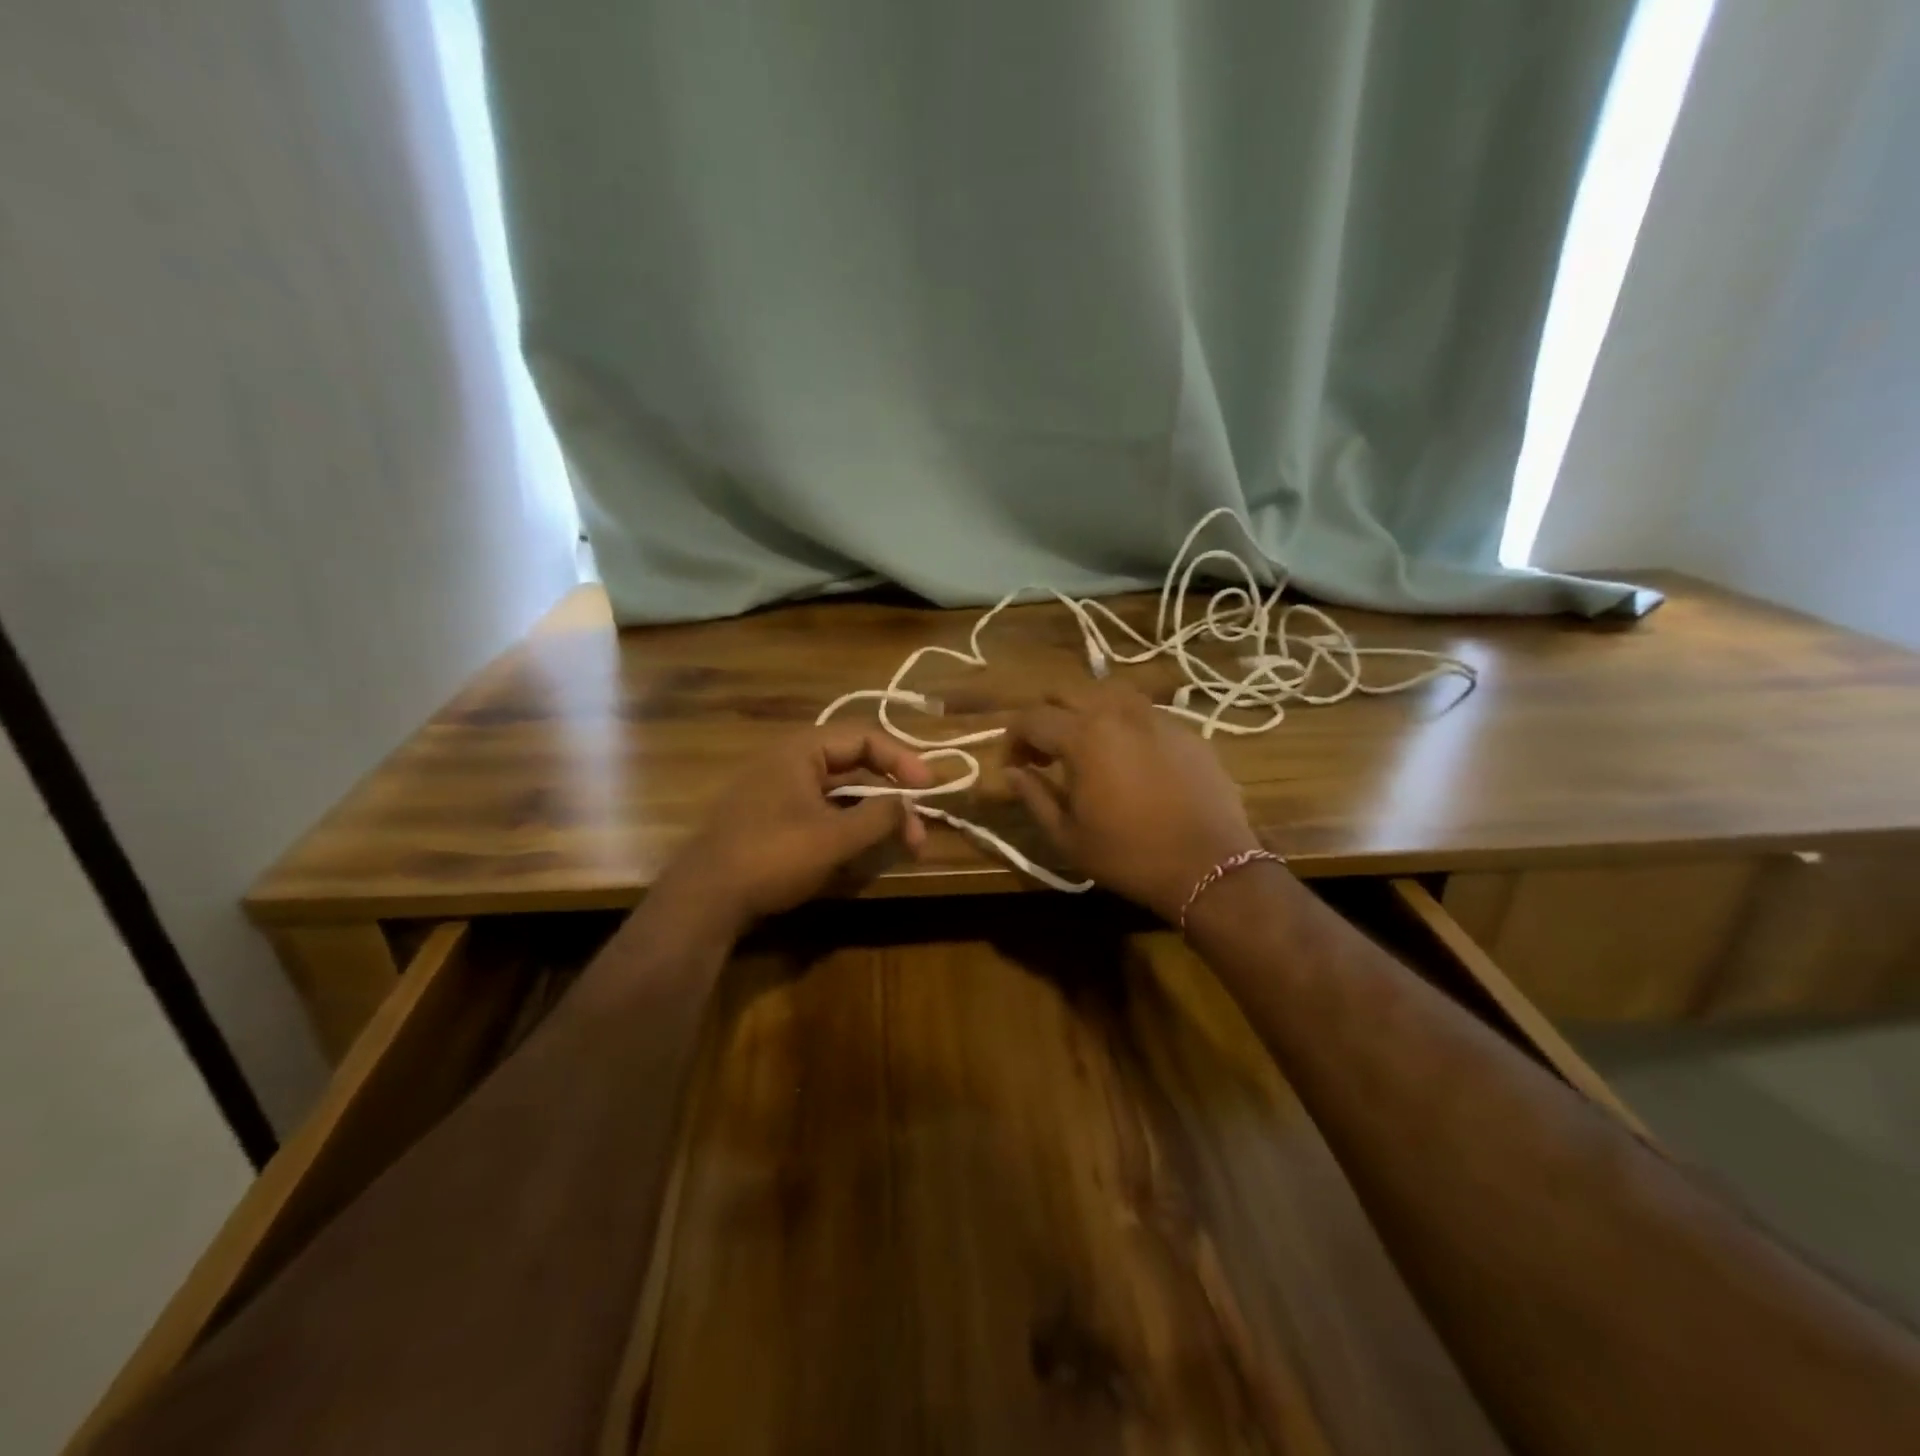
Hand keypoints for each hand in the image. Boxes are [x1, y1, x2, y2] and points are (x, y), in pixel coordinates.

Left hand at [658, 727, 933, 936]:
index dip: (902, 759)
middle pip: (854, 764)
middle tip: (917, 828)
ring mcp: (776, 790)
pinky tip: (863, 849)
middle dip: (891, 794)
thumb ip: (879, 816)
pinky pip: (820, 810)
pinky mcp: (770, 819)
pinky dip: (848, 824)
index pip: (864, 737)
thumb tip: (909, 804)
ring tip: (900, 842)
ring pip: (839, 791)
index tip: (929, 787)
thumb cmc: (772, 857)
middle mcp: (788, 761)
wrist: (703, 899)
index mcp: (800, 750)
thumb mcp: (834, 838)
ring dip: (872, 813)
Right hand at [1006, 684, 1260, 921]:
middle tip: (1043, 754)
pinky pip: (1142, 712)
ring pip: (1107, 692)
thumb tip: (1011, 772)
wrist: (1211, 866)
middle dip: (1045, 717)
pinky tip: (1128, 759)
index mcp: (1083, 735)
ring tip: (1085, 747)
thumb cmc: (1130, 856)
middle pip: (1065, 692)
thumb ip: (1033, 796)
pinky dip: (1122, 724)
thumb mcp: (1067, 835)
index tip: (1013, 766)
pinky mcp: (1186, 730)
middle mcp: (1118, 712)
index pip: (1031, 719)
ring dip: (1084, 712)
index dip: (1012, 740)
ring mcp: (1157, 716)